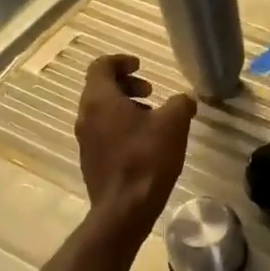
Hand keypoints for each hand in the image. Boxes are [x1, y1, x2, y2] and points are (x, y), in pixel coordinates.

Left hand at [75, 54, 196, 236]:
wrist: (124, 209)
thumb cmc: (147, 159)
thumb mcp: (174, 124)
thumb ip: (180, 103)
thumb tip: (184, 100)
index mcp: (100, 100)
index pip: (101, 66)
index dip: (121, 61)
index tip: (141, 66)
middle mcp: (86, 116)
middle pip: (100, 88)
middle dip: (126, 84)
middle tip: (150, 92)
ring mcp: (85, 140)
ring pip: (102, 111)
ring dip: (125, 107)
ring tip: (153, 119)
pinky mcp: (91, 160)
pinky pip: (103, 132)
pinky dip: (121, 127)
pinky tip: (145, 143)